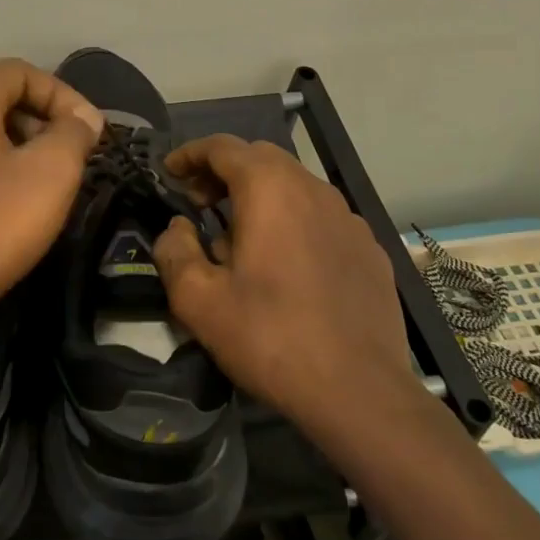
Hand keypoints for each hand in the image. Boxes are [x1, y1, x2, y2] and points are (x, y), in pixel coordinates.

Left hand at [0, 58, 102, 343]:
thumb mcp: (50, 173)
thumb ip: (74, 133)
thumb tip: (83, 118)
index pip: (22, 72)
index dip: (65, 96)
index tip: (91, 133)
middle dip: (42, 122)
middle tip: (73, 159)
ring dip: (19, 148)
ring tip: (46, 184)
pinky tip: (7, 205)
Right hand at [151, 134, 428, 432]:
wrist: (360, 392)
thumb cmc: (270, 338)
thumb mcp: (199, 301)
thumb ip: (175, 251)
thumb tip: (178, 228)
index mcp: (270, 189)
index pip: (222, 147)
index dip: (189, 155)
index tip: (168, 174)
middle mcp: (314, 189)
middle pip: (261, 158)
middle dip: (224, 172)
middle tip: (199, 204)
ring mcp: (349, 218)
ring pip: (295, 186)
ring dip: (260, 196)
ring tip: (239, 239)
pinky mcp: (370, 248)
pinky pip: (321, 217)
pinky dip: (293, 221)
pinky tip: (286, 264)